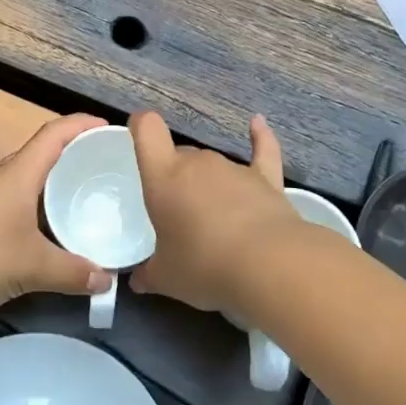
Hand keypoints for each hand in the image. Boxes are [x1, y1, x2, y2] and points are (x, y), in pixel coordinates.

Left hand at [0, 114, 113, 314]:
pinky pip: (18, 201)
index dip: (83, 124)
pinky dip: (40, 207)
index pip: (56, 133)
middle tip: (107, 168)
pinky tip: (50, 231)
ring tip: (86, 198)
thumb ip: (71, 272)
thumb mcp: (31, 266)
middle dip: (76, 155)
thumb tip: (106, 281)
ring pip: (30, 180)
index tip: (110, 128)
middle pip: (44, 153)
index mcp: (20, 173)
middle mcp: (4, 177)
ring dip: (57, 183)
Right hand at [130, 111, 299, 315]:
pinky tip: (257, 123)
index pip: (148, 131)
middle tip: (177, 217)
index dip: (140, 126)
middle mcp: (197, 163)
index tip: (137, 135)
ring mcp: (233, 168)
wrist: (268, 266)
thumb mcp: (166, 278)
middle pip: (180, 156)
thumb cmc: (204, 266)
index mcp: (164, 178)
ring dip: (208, 184)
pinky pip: (261, 151)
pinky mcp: (266, 179)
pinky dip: (259, 137)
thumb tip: (137, 280)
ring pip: (212, 165)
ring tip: (213, 221)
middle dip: (176, 180)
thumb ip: (148, 274)